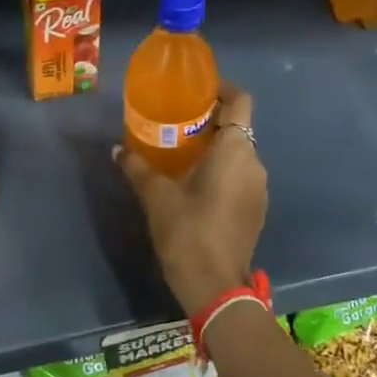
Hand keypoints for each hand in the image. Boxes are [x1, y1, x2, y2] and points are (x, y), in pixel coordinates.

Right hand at [115, 82, 267, 314]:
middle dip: (210, 121)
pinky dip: (222, 171)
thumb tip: (118, 149)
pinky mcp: (256, 210)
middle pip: (238, 127)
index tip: (196, 90)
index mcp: (235, 150)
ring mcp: (259, 189)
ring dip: (215, 148)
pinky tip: (194, 184)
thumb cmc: (187, 231)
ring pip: (239, 154)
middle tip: (177, 123)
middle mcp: (254, 163)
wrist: (215, 286)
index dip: (222, 89)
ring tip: (181, 153)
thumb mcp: (156, 196)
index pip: (240, 101)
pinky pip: (240, 176)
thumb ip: (137, 167)